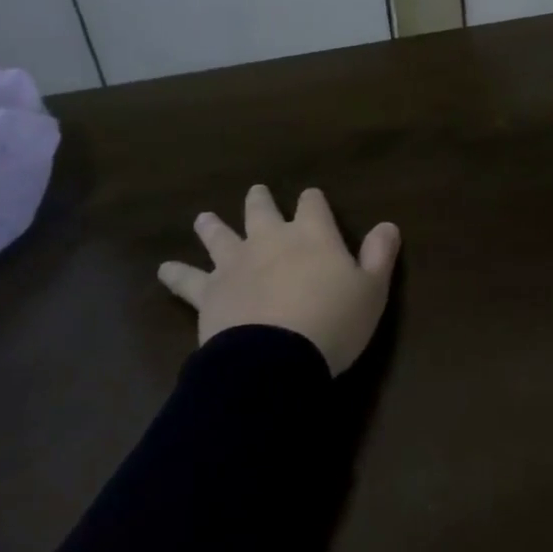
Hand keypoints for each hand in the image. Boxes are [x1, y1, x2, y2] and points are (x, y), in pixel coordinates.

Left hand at [157, 185, 400, 375]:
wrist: (275, 358)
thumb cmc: (333, 322)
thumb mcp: (372, 290)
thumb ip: (380, 255)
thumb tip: (389, 224)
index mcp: (312, 234)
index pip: (312, 203)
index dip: (313, 200)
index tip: (312, 199)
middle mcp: (270, 239)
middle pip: (261, 211)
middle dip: (260, 201)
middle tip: (256, 193)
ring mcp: (235, 264)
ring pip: (220, 236)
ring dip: (212, 226)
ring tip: (204, 217)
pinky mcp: (209, 292)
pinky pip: (188, 279)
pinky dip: (176, 273)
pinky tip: (163, 269)